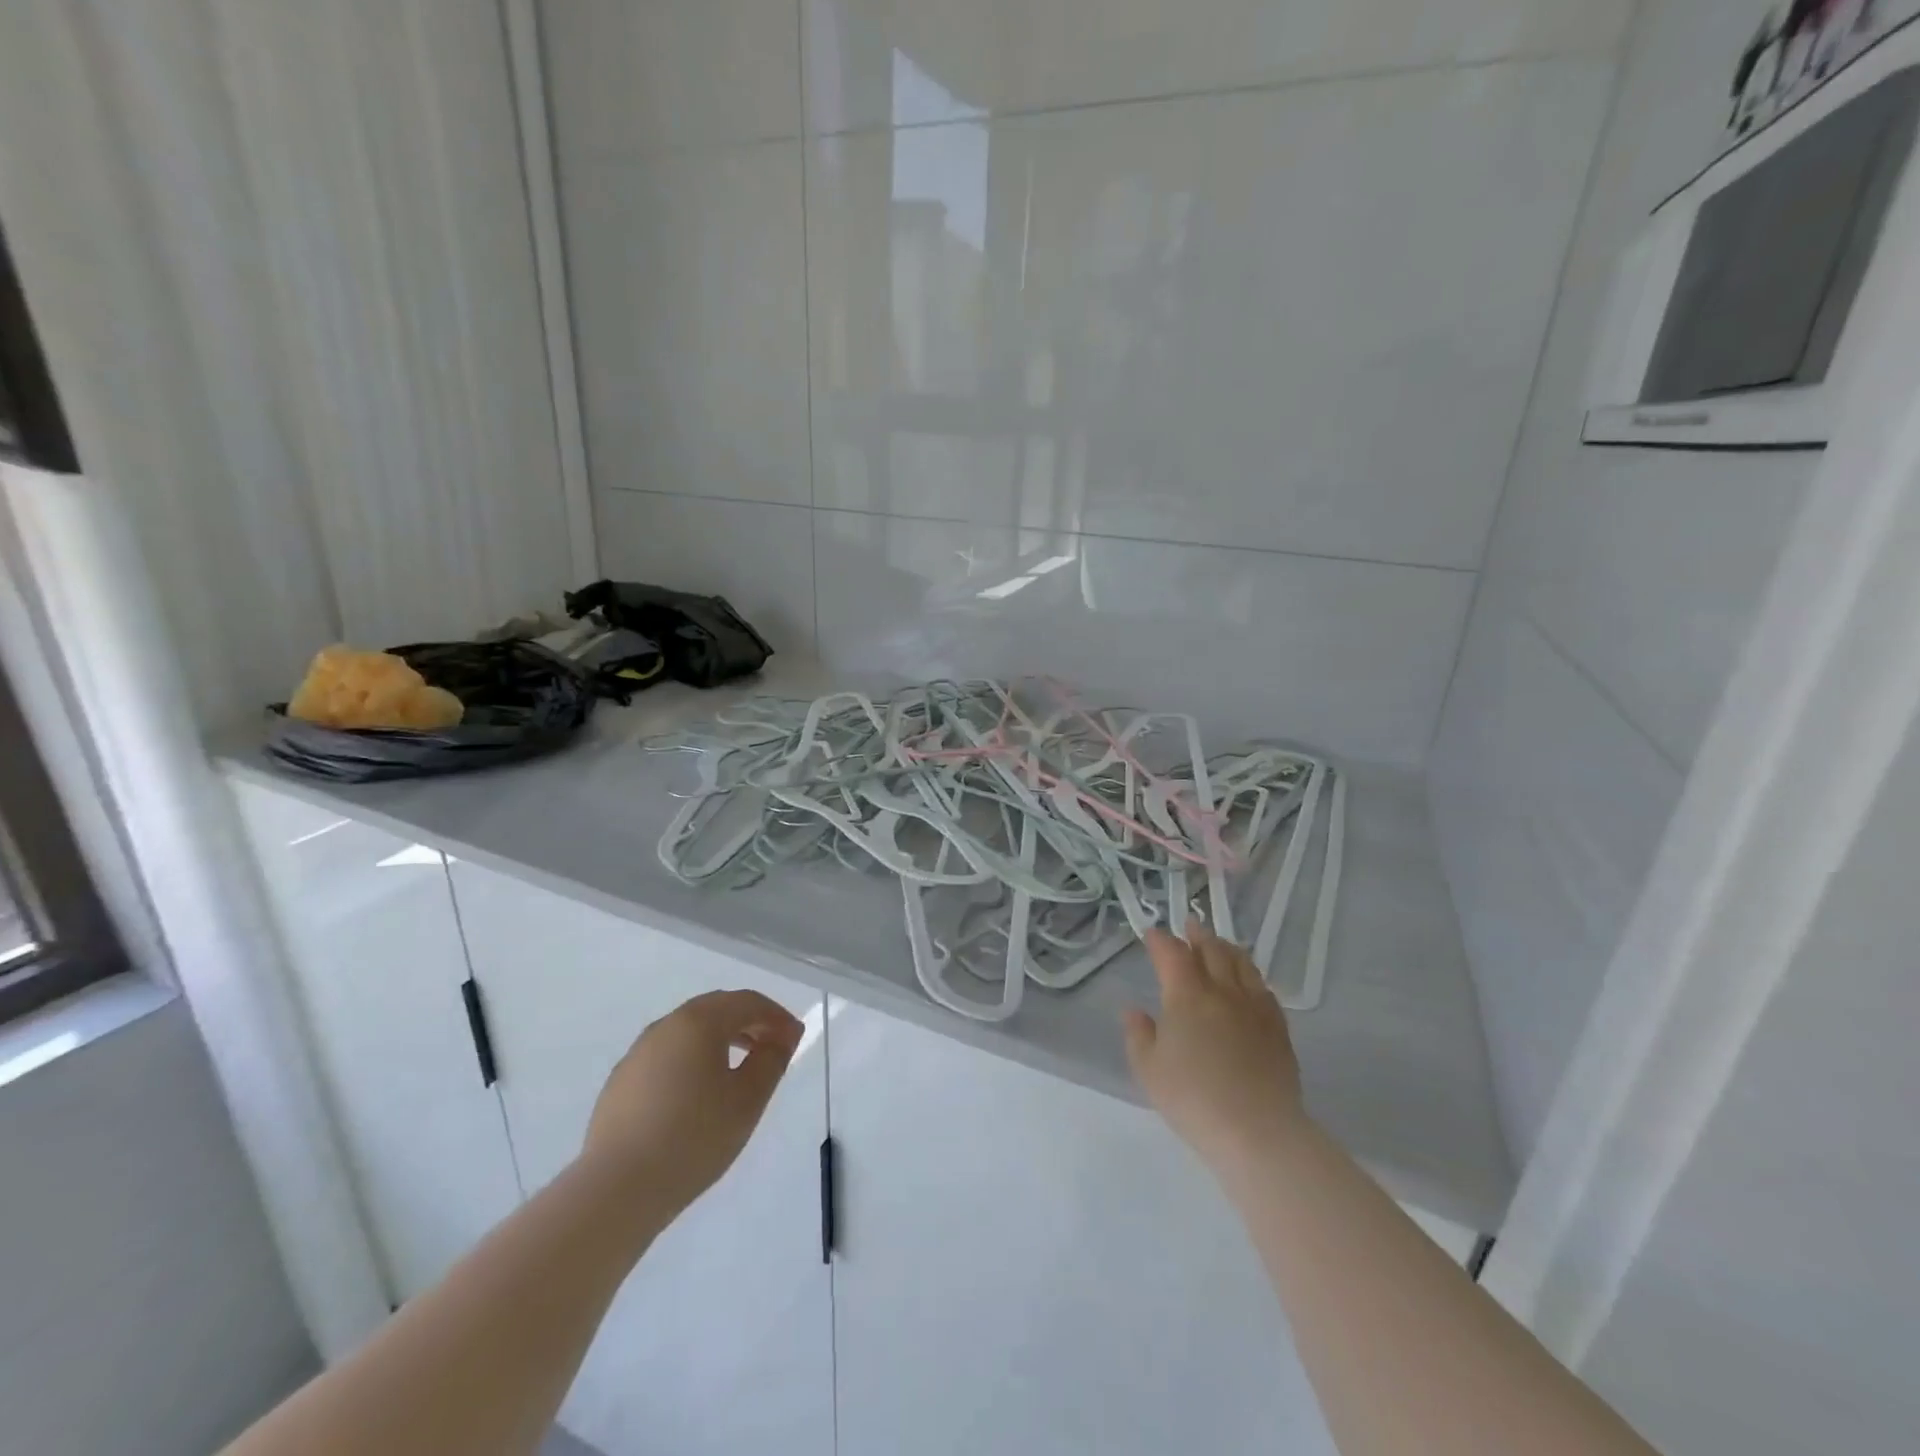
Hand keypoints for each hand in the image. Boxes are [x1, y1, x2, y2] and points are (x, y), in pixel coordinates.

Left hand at [582, 990, 803, 1220]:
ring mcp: (638, 1053)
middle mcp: (666, 1026)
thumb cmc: (694, 1138)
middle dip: (748, 1023)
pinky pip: (667, 1056)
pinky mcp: (621, 1082)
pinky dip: (692, 1060)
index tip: (795, 1038)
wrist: (617, 1189)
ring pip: (689, 1032)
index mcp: (699, 1021)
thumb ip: (772, 1059)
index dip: (776, 1015)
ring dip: (720, 1040)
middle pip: (716, 1009)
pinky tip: (697, 1096)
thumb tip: (784, 1034)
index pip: (747, 1002)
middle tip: (771, 1049)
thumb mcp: (748, 1099)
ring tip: (738, 1071)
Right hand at [1124, 919, 1309, 1183]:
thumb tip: (1136, 1011)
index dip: (1160, 940)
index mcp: (1186, 996)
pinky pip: (1264, 990)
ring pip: (1242, 964)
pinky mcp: (1278, 1029)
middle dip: (1197, 934)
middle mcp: (1222, 991)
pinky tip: (1250, 983)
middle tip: (1190, 925)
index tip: (1152, 934)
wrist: (1257, 1131)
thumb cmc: (1193, 1099)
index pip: (1172, 954)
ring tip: (1220, 944)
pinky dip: (1251, 977)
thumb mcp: (1148, 1070)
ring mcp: (1254, 1008)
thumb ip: (1138, 1035)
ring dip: (1227, 948)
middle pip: (1212, 950)